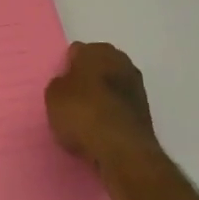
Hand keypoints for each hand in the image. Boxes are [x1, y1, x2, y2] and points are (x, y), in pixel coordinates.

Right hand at [44, 42, 162, 181]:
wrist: (122, 149)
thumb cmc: (82, 113)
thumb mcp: (53, 96)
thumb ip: (60, 84)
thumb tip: (68, 83)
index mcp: (96, 50)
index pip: (76, 52)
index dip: (67, 67)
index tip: (61, 85)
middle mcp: (120, 61)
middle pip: (98, 65)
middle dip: (87, 77)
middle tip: (72, 98)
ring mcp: (137, 85)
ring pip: (112, 85)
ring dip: (103, 95)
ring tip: (87, 117)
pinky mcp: (145, 110)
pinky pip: (121, 105)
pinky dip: (113, 112)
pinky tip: (102, 128)